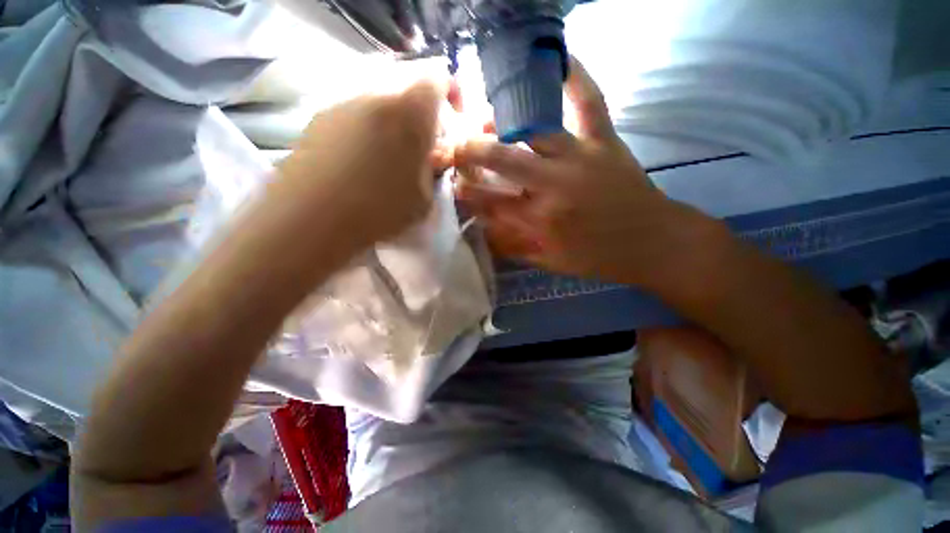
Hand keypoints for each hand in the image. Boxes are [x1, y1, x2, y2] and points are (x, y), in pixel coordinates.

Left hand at [274, 62, 456, 250]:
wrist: (312, 217)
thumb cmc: (380, 209)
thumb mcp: (425, 199)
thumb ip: (433, 172)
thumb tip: (430, 159)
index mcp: (410, 112)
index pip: (438, 78)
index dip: (450, 95)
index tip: (451, 122)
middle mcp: (376, 95)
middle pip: (408, 90)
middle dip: (421, 116)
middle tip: (421, 149)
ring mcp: (343, 103)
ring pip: (380, 103)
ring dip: (393, 124)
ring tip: (388, 160)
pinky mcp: (319, 117)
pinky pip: (355, 115)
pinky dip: (367, 131)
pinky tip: (359, 163)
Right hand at [455, 57, 703, 285]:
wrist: (653, 243)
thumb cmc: (598, 258)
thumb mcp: (551, 262)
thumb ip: (515, 246)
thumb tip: (487, 228)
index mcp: (541, 219)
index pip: (491, 202)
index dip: (467, 194)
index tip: (454, 186)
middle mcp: (554, 184)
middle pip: (503, 159)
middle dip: (471, 152)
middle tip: (455, 147)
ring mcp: (581, 157)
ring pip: (533, 129)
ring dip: (502, 121)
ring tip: (485, 118)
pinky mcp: (605, 142)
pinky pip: (589, 102)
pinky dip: (576, 78)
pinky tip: (559, 59)